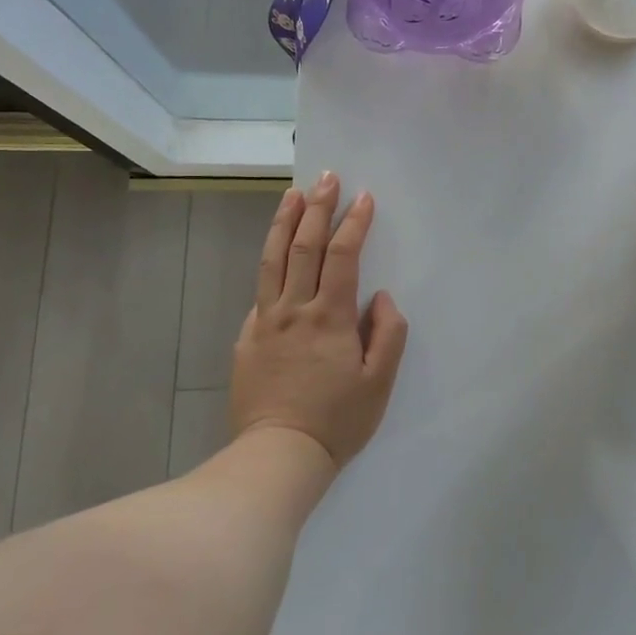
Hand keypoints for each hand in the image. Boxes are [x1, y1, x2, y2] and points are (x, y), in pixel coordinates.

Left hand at [231, 172, 408, 468]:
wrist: (278, 457)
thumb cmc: (337, 420)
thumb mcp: (380, 382)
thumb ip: (388, 332)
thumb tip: (380, 297)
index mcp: (329, 317)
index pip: (342, 255)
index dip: (354, 223)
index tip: (363, 197)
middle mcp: (294, 309)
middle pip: (303, 246)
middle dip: (317, 207)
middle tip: (326, 178)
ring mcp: (265, 322)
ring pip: (272, 260)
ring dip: (284, 222)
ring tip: (292, 194)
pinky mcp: (248, 338)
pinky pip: (260, 291)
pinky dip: (270, 264)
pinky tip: (276, 255)